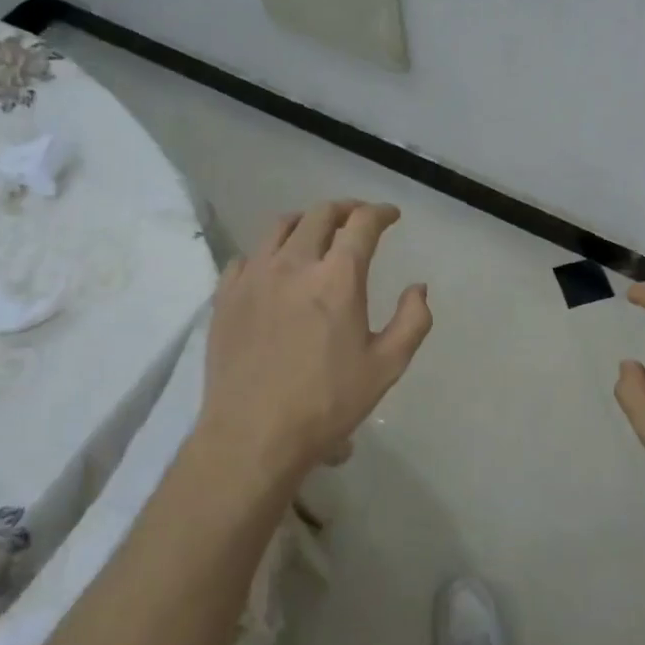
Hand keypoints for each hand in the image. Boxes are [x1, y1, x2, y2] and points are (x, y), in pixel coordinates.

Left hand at [196, 200, 431, 483]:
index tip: (390, 216)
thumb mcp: (387, 367)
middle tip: (358, 217)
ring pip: (279, 227)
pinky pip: (247, 256)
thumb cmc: (327, 403)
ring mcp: (254, 277)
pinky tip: (274, 268)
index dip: (380, 213)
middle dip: (345, 208)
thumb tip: (418, 288)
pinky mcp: (226, 296)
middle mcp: (294, 264)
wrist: (253, 435)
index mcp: (337, 278)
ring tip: (316, 232)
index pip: (362, 225)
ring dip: (305, 221)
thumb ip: (412, 321)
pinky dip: (268, 252)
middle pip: (320, 215)